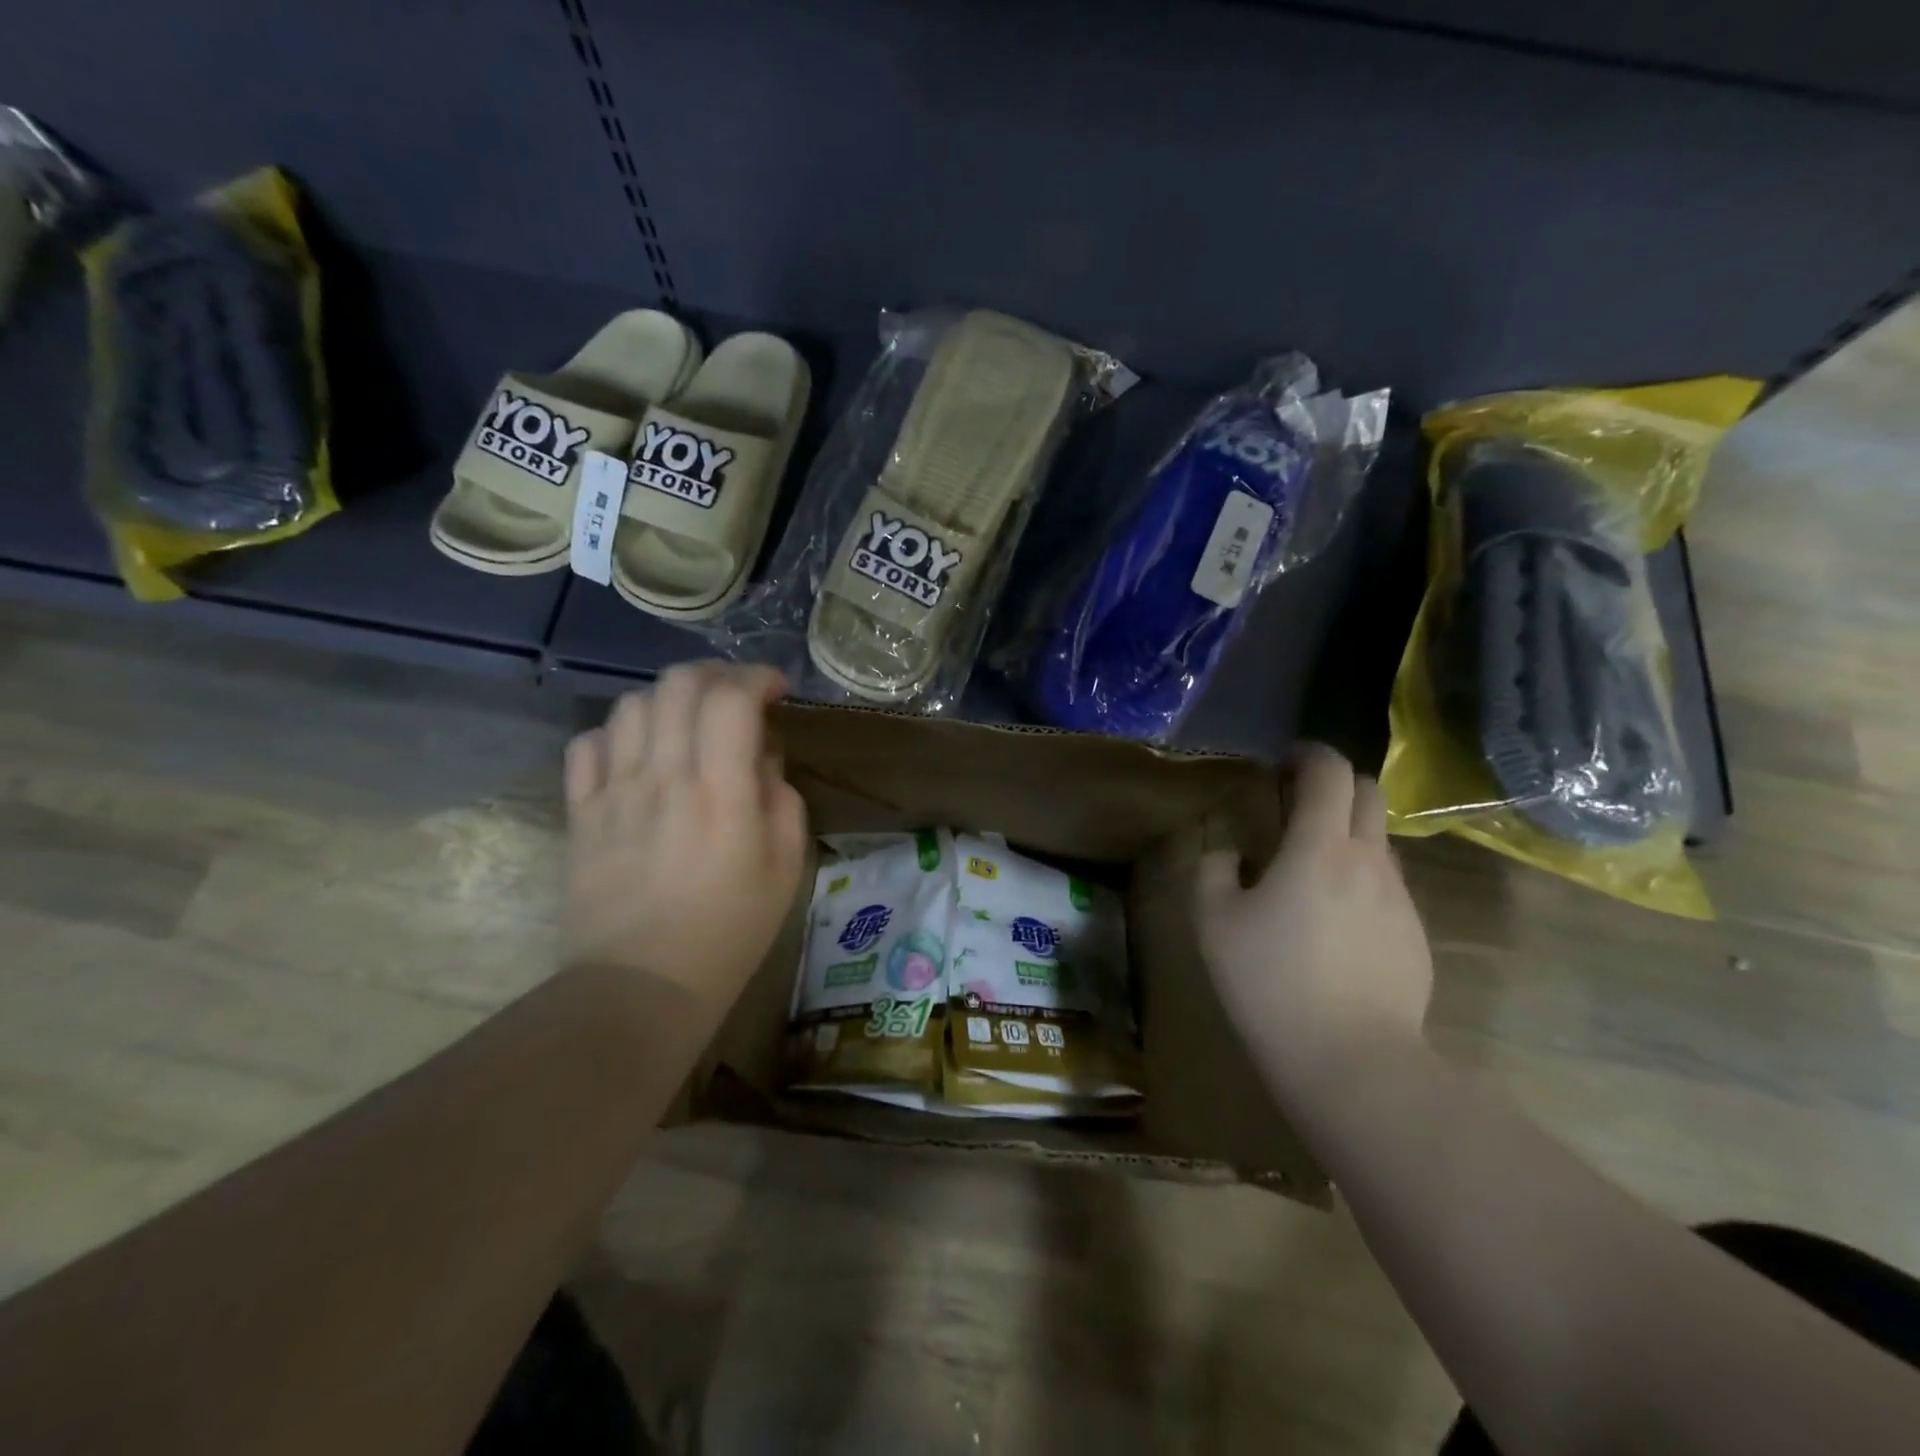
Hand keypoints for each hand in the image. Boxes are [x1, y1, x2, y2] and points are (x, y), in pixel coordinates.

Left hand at [563, 663, 807, 1020]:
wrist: (640, 985)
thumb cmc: (729, 930)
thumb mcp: (785, 867)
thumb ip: (780, 798)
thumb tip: (761, 758)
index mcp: (721, 791)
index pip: (731, 699)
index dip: (756, 677)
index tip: (776, 690)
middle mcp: (663, 776)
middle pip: (677, 685)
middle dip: (714, 675)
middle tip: (736, 696)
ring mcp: (614, 792)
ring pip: (631, 706)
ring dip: (668, 698)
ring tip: (689, 722)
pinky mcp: (580, 813)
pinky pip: (587, 745)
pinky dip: (617, 732)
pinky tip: (638, 751)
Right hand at [1195, 743, 1432, 1098]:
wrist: (1354, 1063)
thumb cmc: (1272, 983)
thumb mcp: (1214, 923)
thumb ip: (1213, 871)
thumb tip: (1229, 853)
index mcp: (1320, 848)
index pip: (1330, 772)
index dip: (1308, 754)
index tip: (1284, 762)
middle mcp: (1370, 861)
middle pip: (1368, 795)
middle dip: (1334, 785)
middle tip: (1296, 806)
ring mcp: (1400, 900)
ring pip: (1380, 842)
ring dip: (1347, 834)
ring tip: (1309, 869)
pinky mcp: (1416, 936)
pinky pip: (1387, 886)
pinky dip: (1360, 879)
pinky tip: (1332, 922)